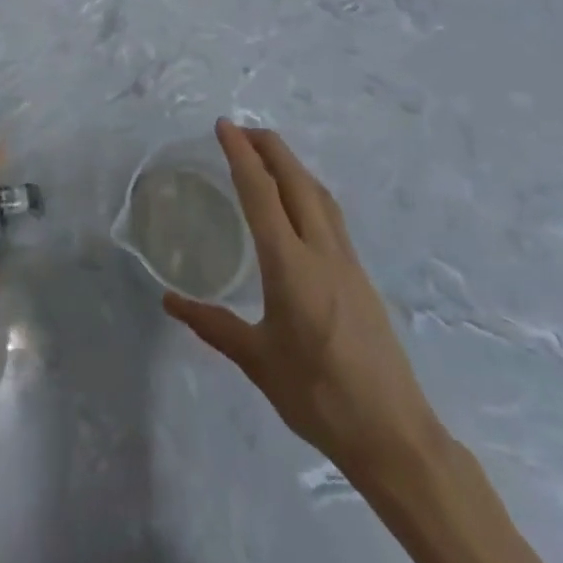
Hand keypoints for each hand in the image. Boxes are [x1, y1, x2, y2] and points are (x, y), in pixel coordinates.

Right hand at [163, 119, 442, 489]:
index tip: (224, 127)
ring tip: (266, 155)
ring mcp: (347, 261)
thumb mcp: (258, 361)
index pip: (261, 194)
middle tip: (240, 129)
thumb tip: (169, 301)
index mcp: (290, 265)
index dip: (241, 155)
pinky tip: (297, 204)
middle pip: (296, 180)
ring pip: (319, 194)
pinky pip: (331, 215)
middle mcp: (322, 251)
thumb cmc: (318, 397)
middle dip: (269, 146)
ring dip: (292, 165)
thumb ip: (213, 325)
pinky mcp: (360, 276)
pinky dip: (308, 190)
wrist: (394, 436)